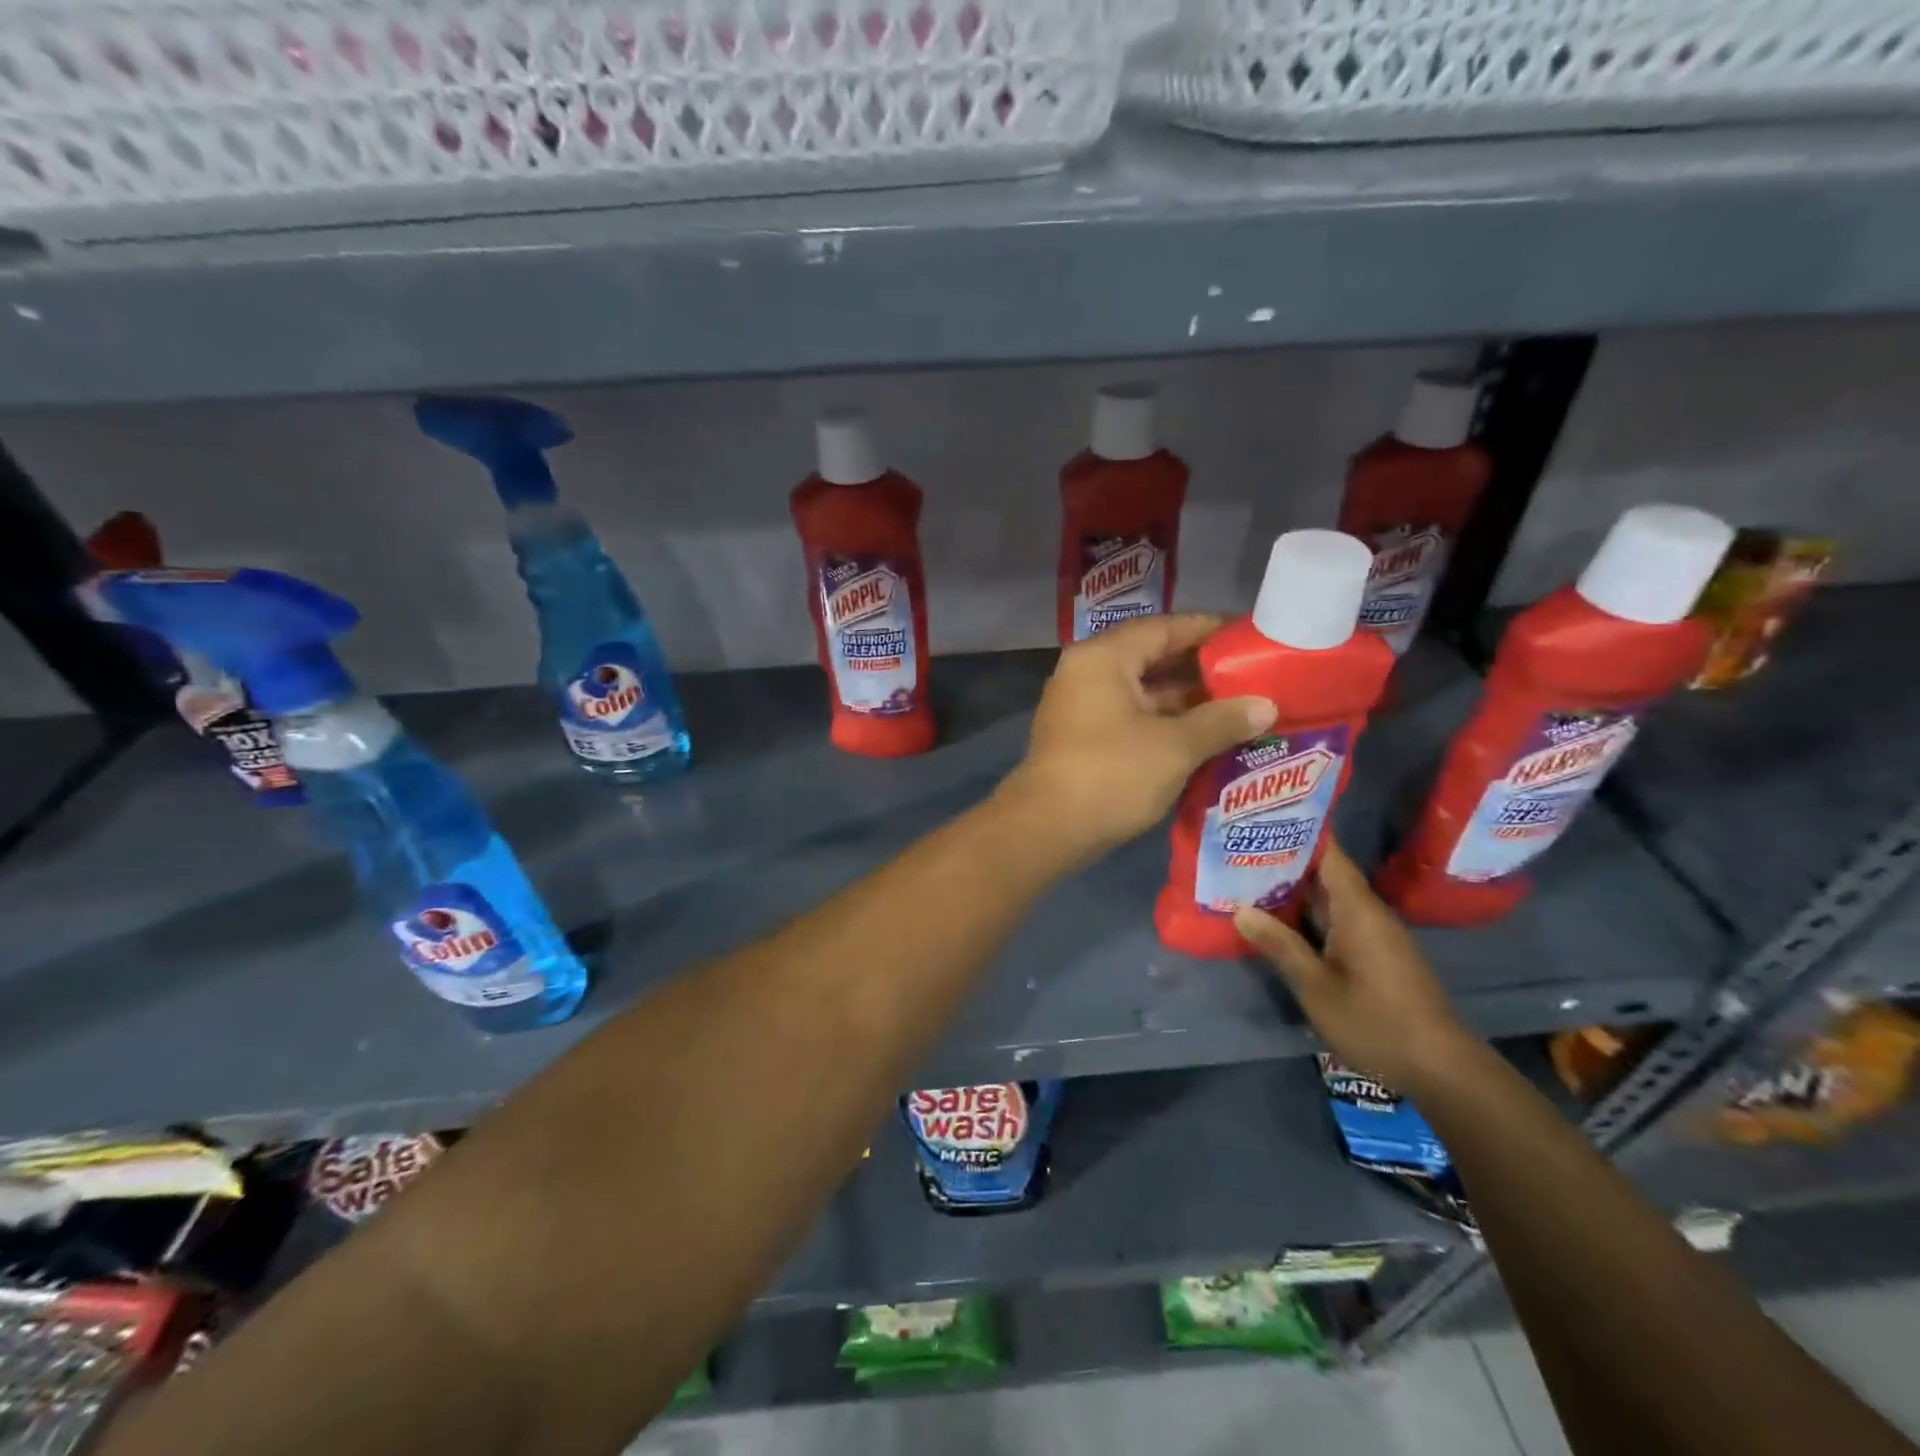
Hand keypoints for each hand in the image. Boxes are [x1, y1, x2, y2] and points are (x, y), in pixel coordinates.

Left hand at [998, 615, 1275, 866]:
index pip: (1163, 628)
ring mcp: (1081, 708)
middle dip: (1201, 669)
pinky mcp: (1083, 739)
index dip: (1208, 630)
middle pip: (1152, 658)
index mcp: (1103, 658)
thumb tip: (1266, 706)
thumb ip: (1221, 721)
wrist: (1047, 829)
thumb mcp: (1175, 746)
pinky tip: (1205, 738)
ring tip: (1240, 708)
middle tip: (1253, 676)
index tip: (1249, 637)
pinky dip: (1165, 724)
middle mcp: (1087, 673)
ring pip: (1142, 693)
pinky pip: (1131, 718)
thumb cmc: (1111, 775)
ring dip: (1186, 702)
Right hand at [1234, 840, 1479, 1093]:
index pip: (1328, 853)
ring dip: (1292, 888)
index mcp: (1358, 909)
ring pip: (1328, 898)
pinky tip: (1276, 918)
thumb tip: (1240, 910)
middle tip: (1238, 846)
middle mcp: (1368, 912)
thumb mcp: (1316, 986)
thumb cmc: (1375, 1021)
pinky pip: (1336, 919)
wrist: (1441, 1069)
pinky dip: (1306, 912)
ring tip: (1247, 875)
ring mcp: (1374, 934)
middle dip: (1284, 859)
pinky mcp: (1375, 954)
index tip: (1261, 816)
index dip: (1297, 831)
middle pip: (1324, 873)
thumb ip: (1279, 945)